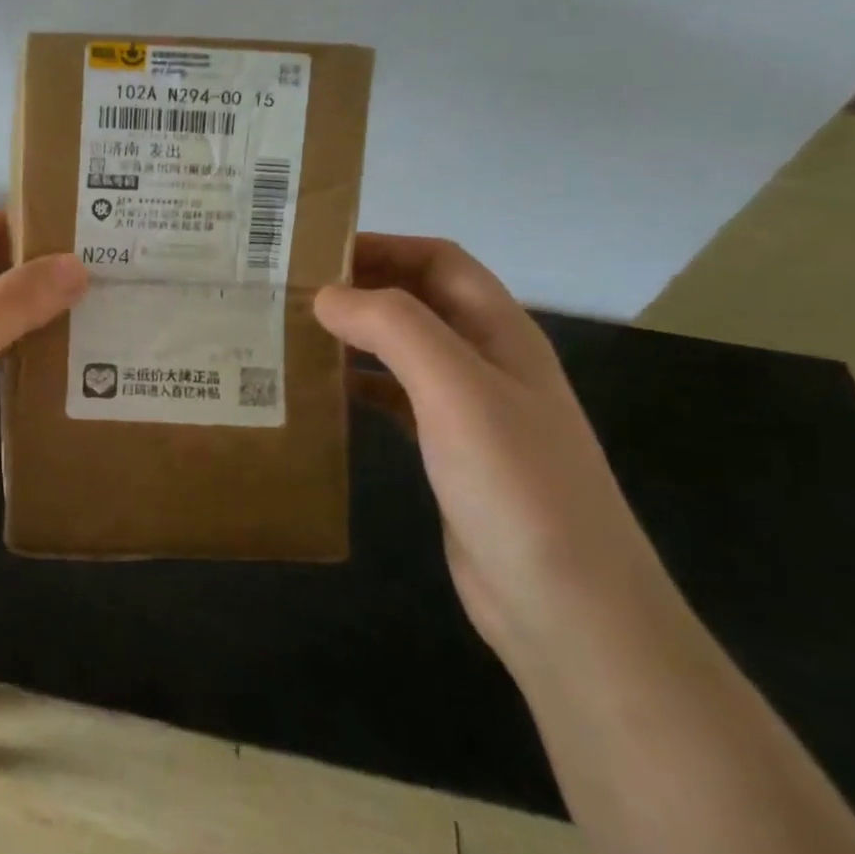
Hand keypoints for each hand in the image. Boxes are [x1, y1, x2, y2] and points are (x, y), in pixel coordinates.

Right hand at [314, 235, 678, 669]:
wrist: (567, 608)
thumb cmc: (516, 485)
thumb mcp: (456, 391)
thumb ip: (393, 328)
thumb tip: (326, 294)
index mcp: (499, 332)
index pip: (438, 260)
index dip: (382, 245)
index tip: (312, 250)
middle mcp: (485, 360)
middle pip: (417, 299)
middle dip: (360, 285)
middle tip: (287, 290)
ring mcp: (468, 409)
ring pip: (402, 348)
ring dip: (354, 334)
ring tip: (291, 333)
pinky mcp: (447, 451)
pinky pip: (395, 397)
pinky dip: (358, 384)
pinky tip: (321, 392)